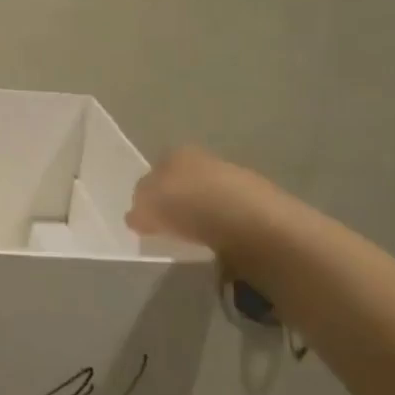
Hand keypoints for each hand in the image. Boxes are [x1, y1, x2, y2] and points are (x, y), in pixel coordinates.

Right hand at [126, 146, 255, 249]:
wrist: (250, 220)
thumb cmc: (188, 206)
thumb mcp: (146, 210)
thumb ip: (137, 211)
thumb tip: (136, 216)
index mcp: (175, 154)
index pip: (154, 172)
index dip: (148, 194)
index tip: (146, 216)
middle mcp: (204, 158)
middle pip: (182, 182)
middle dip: (175, 201)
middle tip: (168, 227)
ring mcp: (234, 177)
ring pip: (207, 196)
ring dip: (200, 213)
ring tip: (194, 237)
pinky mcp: (258, 201)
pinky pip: (229, 213)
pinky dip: (222, 225)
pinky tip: (219, 241)